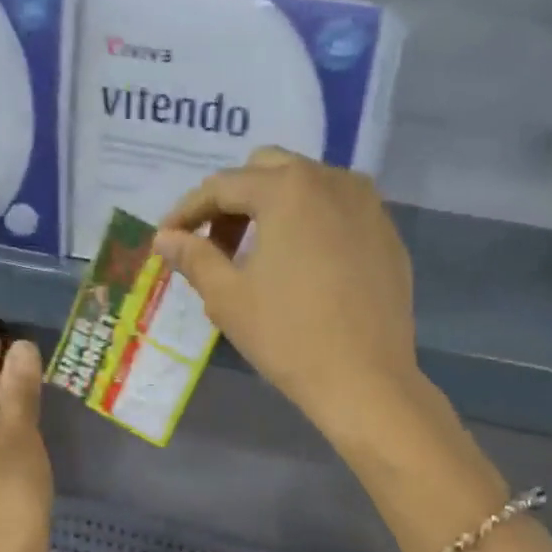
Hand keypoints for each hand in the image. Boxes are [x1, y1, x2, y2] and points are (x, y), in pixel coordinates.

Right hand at [154, 147, 423, 442]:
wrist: (365, 380)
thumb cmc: (288, 337)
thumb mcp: (228, 298)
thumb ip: (193, 257)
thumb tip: (165, 238)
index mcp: (288, 189)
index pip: (223, 186)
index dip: (187, 211)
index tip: (167, 238)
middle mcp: (332, 180)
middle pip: (267, 171)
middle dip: (233, 201)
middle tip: (214, 246)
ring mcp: (368, 205)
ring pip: (307, 186)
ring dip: (272, 208)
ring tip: (256, 256)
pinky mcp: (387, 234)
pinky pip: (338, 212)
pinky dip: (310, 225)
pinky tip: (301, 267)